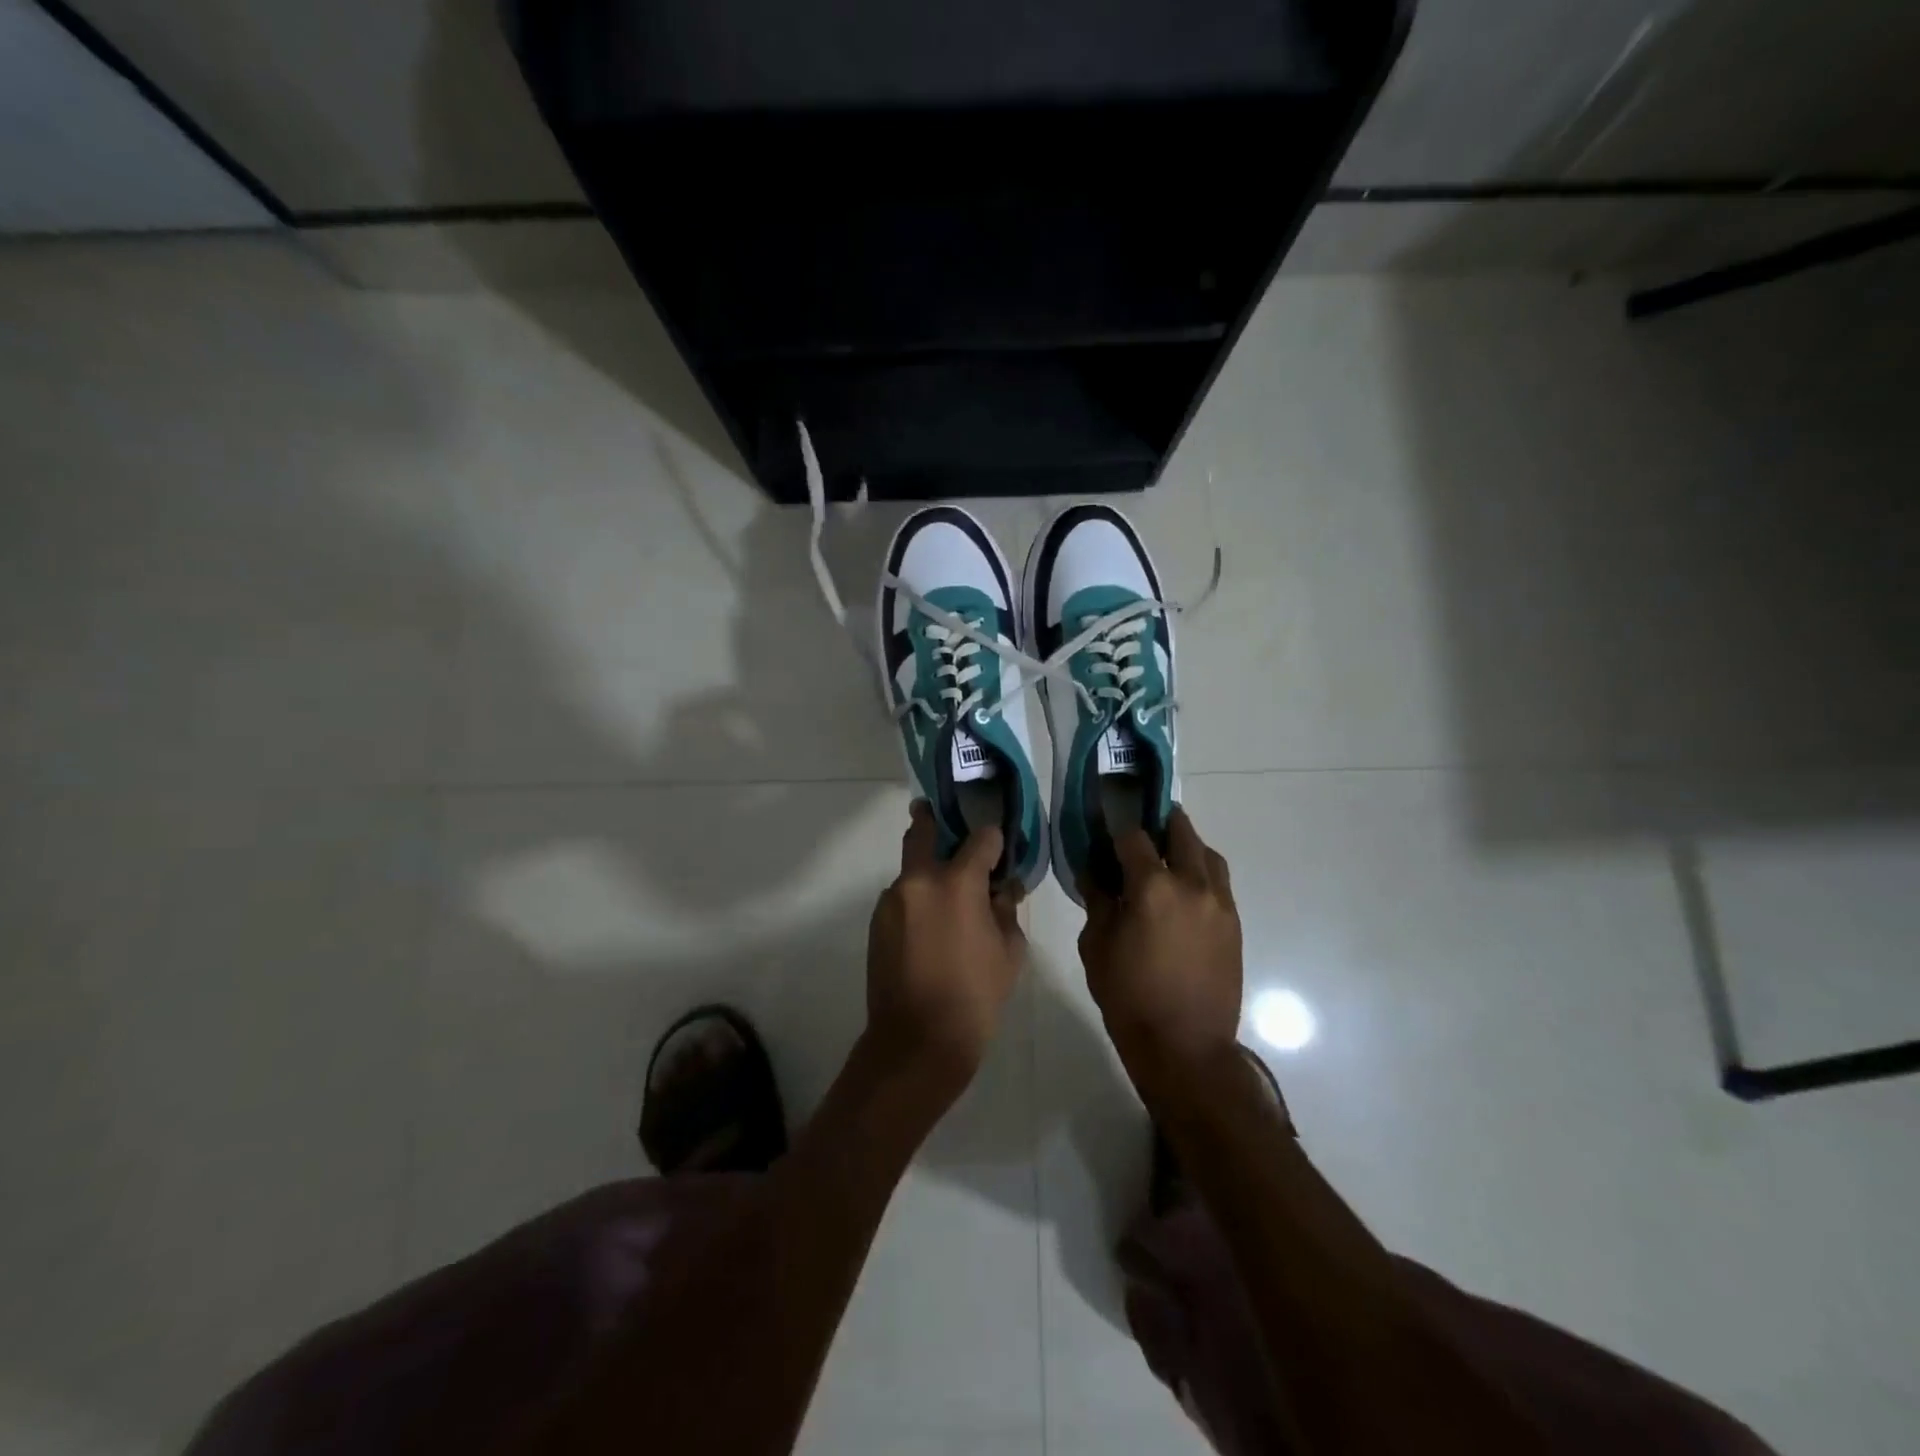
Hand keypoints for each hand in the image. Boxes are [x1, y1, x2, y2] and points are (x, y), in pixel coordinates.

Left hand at [865, 801, 1026, 1099]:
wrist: (917, 1041)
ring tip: (946, 899)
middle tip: (943, 816)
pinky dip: (916, 901)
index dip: (994, 840)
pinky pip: (901, 898)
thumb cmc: (975, 996)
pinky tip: (930, 928)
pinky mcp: (876, 922)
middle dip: (933, 819)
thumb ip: (1006, 910)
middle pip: (922, 831)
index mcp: (957, 883)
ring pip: (910, 868)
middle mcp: (918, 881)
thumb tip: (1003, 889)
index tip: (999, 850)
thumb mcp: (1010, 952)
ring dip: (927, 872)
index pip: (981, 839)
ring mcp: (891, 900)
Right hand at [1079, 809, 1242, 1086]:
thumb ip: (1097, 901)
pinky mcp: (1234, 923)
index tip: (1106, 828)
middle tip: (1143, 826)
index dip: (1117, 829)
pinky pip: (1219, 882)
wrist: (1185, 1046)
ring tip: (1169, 855)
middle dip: (1160, 823)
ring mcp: (1219, 903)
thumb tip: (1095, 873)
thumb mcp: (1097, 946)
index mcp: (1152, 887)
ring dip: (1187, 846)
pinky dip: (1202, 873)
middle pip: (1181, 832)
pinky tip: (1185, 890)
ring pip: (1207, 854)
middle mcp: (1191, 884)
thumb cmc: (1129, 997)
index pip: (1133, 838)